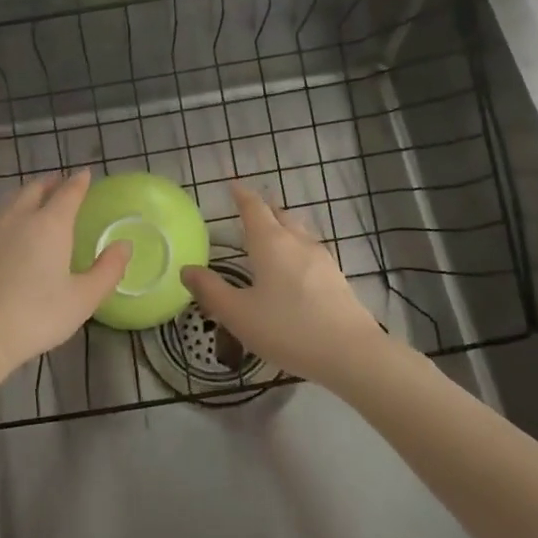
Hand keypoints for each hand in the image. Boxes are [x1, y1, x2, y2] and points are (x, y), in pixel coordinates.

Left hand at [0, 172, 129, 384]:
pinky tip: (7, 237)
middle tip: (60, 185)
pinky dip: (6, 219)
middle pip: (34, 189)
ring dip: (25, 196)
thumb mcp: (82, 299)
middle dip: (50, 183)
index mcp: (49, 225)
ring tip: (34, 203)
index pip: (68, 192)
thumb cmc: (35, 318)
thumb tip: (125, 245)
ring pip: (10, 202)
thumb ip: (108, 270)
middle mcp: (18, 218)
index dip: (79, 182)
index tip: (85, 174)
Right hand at [183, 182, 388, 385]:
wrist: (351, 353)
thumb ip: (210, 290)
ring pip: (299, 231)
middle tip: (250, 207)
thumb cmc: (288, 328)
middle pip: (280, 214)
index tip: (233, 184)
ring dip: (283, 226)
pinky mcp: (337, 278)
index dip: (241, 194)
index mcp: (270, 243)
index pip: (253, 208)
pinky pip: (311, 251)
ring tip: (272, 233)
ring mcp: (322, 259)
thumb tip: (187, 269)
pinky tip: (296, 267)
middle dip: (264, 208)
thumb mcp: (238, 314)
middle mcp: (297, 242)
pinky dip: (297, 248)